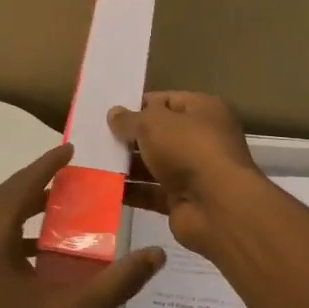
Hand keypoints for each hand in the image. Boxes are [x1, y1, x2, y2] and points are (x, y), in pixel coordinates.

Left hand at [0, 143, 164, 307]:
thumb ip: (118, 281)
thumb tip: (156, 255)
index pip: (17, 190)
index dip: (45, 167)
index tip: (69, 150)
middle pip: (1, 200)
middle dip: (35, 185)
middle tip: (70, 174)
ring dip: (24, 209)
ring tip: (61, 205)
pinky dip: (14, 234)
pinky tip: (42, 248)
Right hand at [108, 92, 264, 254]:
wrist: (216, 206)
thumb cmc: (189, 149)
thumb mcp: (154, 124)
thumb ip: (131, 119)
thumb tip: (114, 113)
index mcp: (204, 110)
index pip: (167, 101)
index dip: (139, 105)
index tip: (110, 112)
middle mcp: (201, 139)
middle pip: (159, 134)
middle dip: (129, 137)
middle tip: (95, 136)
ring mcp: (192, 171)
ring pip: (153, 164)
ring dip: (126, 164)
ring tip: (93, 161)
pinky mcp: (181, 200)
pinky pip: (150, 192)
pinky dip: (130, 191)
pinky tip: (102, 187)